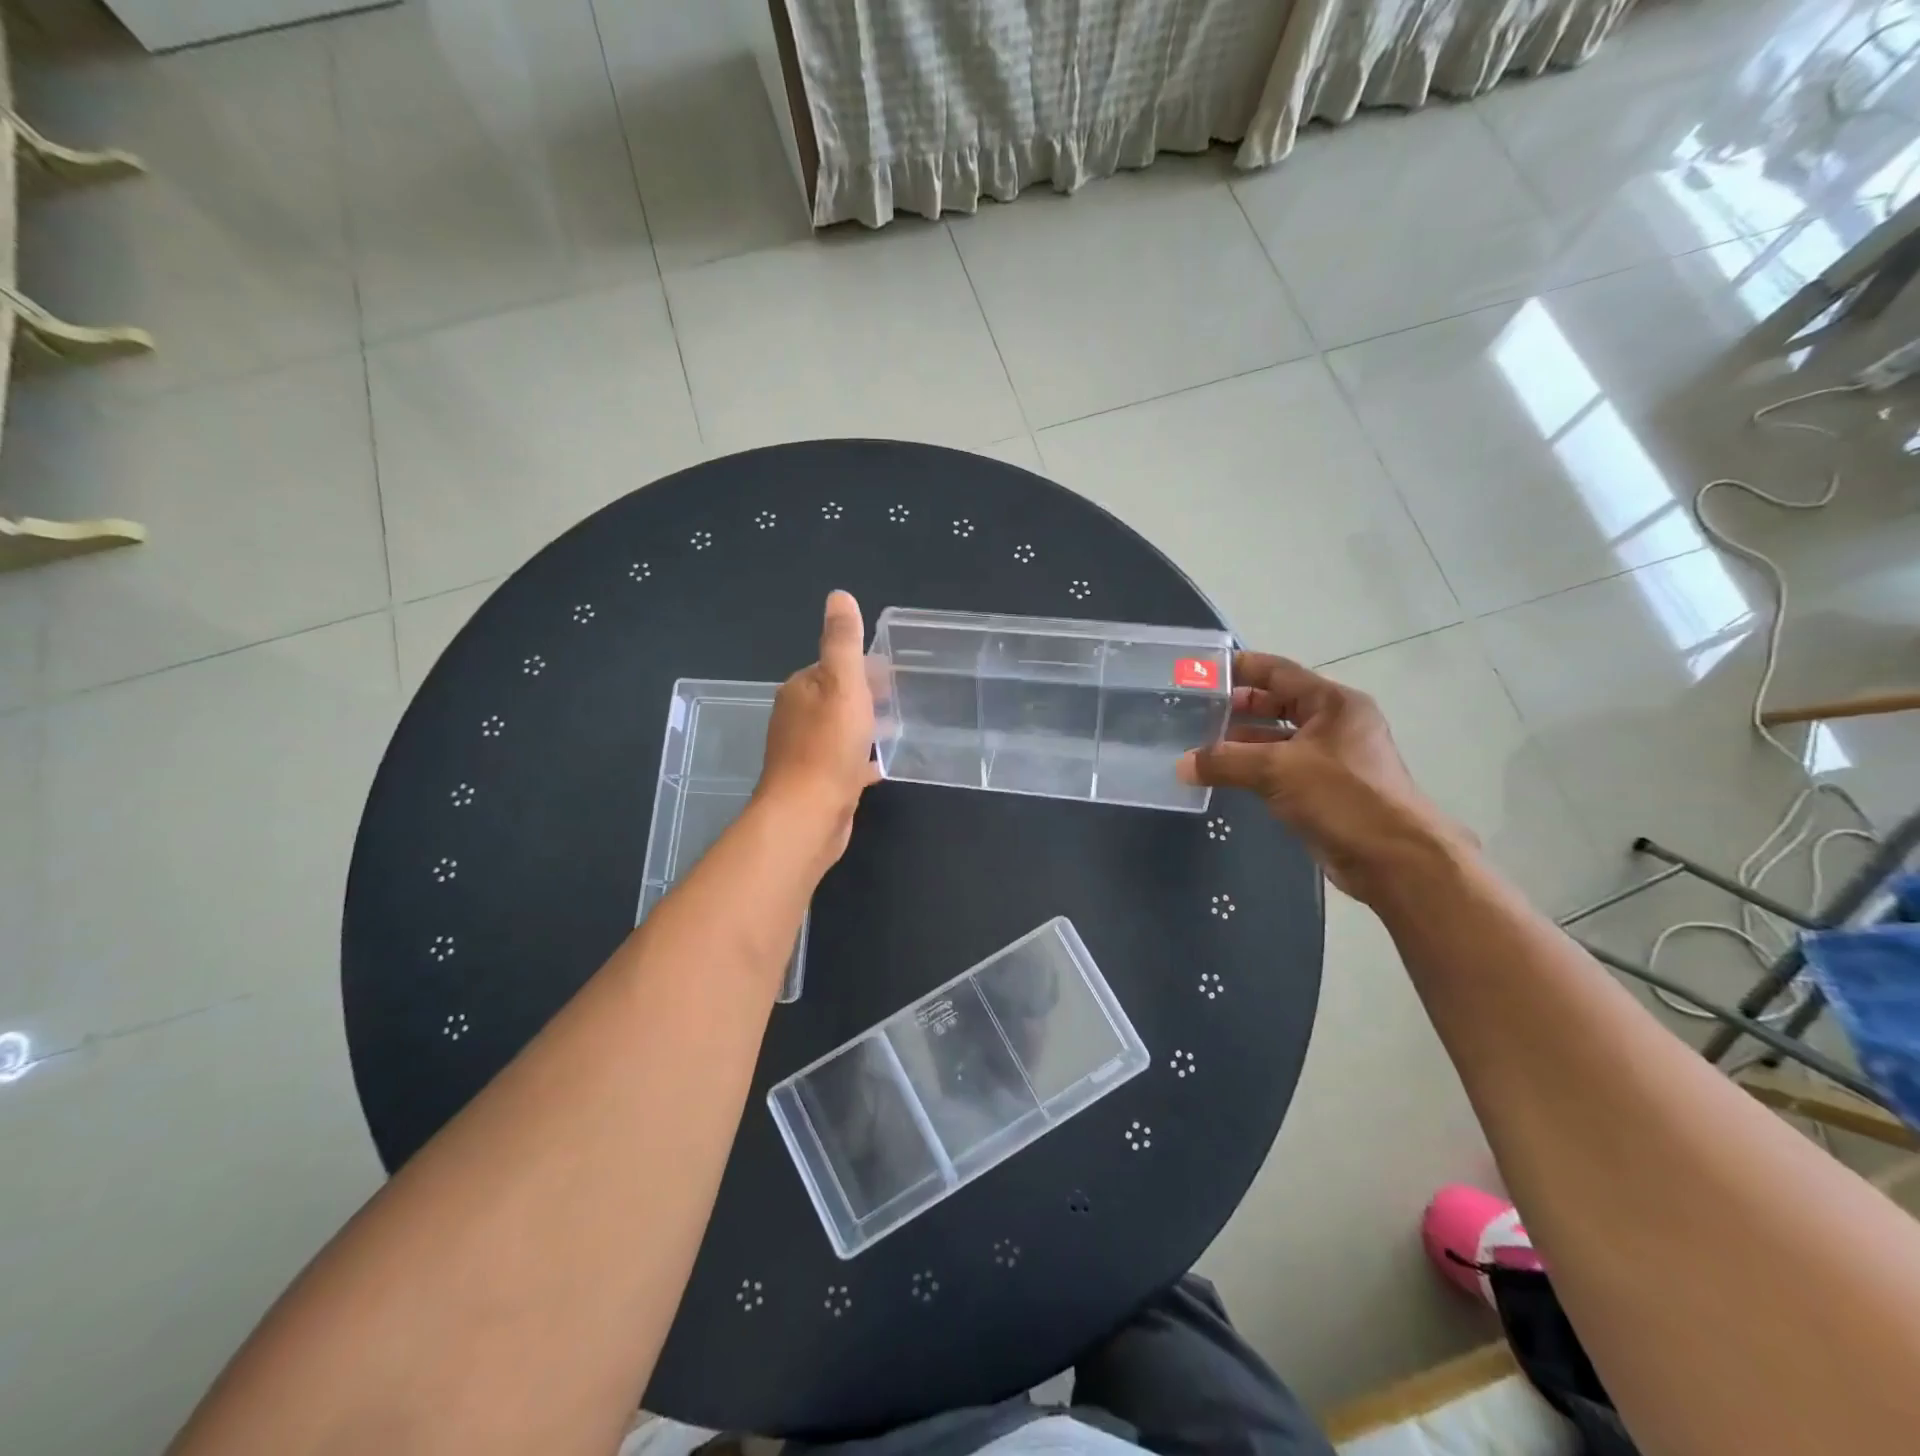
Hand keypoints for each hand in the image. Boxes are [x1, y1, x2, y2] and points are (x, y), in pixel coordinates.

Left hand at [756, 590, 881, 863]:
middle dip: (866, 695)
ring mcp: (806, 753)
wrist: (807, 815)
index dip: (861, 666)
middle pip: (836, 698)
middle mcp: (798, 718)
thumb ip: (842, 641)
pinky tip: (884, 764)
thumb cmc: (827, 746)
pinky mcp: (819, 783)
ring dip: (865, 725)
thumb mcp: (842, 684)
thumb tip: (838, 595)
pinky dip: (862, 758)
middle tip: (903, 696)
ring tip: (900, 726)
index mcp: (801, 690)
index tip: (892, 668)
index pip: (832, 667)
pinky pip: (845, 762)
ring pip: (841, 730)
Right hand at [1177, 653, 1469, 900]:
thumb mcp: (1278, 770)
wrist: (1394, 859)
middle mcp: (1336, 725)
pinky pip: (1282, 770)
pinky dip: (1254, 769)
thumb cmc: (1343, 797)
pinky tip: (1225, 777)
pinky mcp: (1326, 791)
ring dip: (1243, 742)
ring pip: (1278, 740)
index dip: (1242, 667)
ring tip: (1201, 745)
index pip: (1280, 672)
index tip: (1205, 670)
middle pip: (1279, 704)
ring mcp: (1333, 759)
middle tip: (1197, 710)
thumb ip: (1226, 762)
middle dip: (1239, 706)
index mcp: (1334, 704)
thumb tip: (1182, 764)